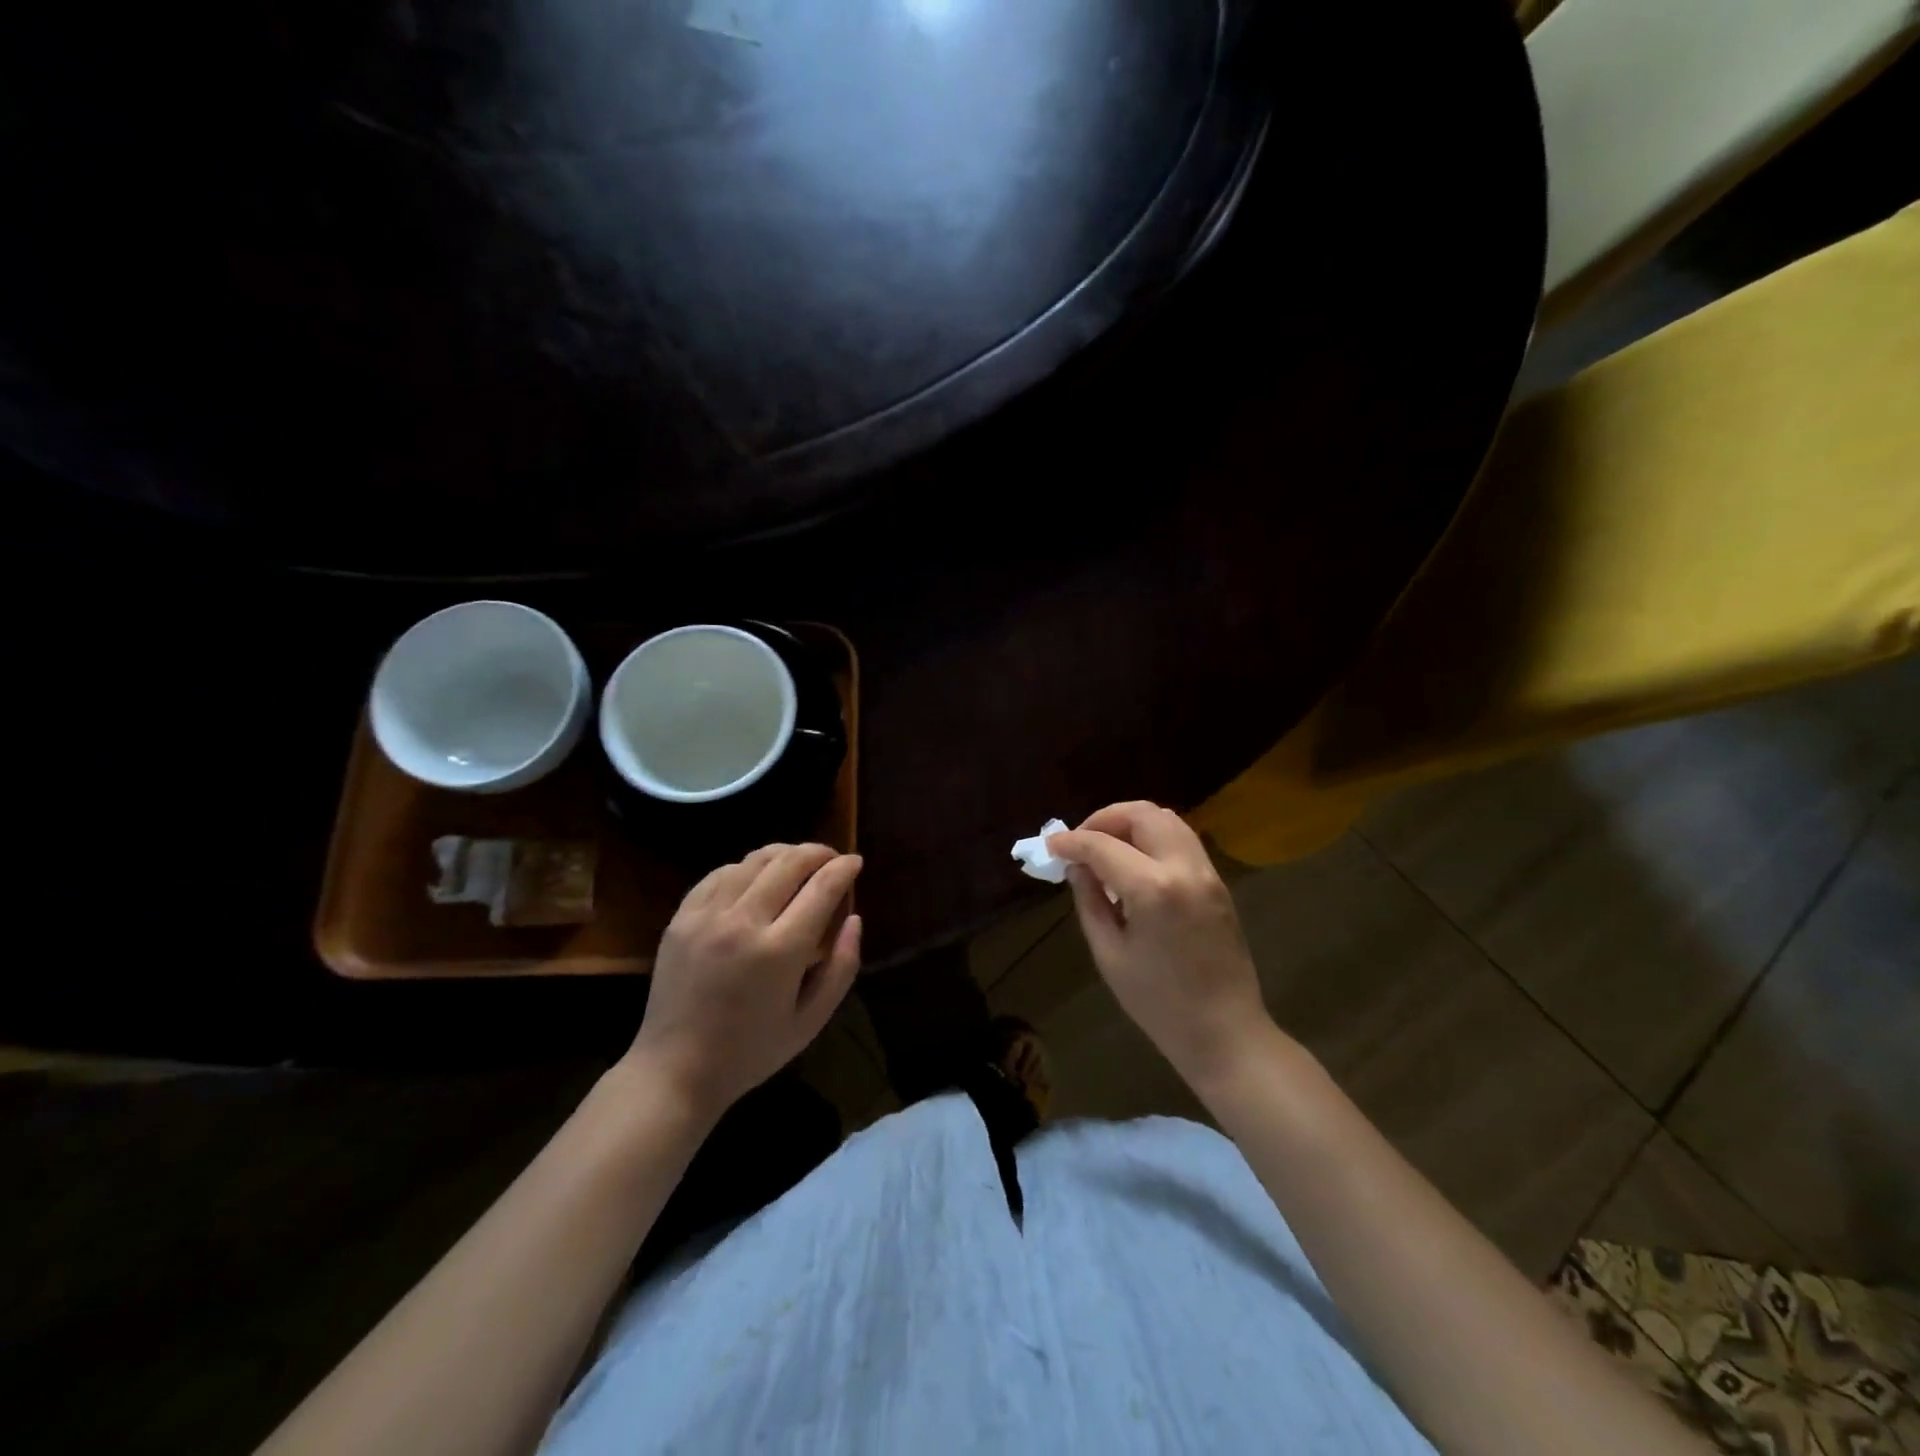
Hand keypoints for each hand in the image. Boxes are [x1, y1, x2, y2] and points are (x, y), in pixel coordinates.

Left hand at [629, 843, 862, 1121]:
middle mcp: (743, 923)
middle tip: (831, 858)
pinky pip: (720, 874)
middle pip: (788, 863)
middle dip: (817, 852)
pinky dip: (746, 867)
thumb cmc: (751, 1051)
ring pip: (753, 861)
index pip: (821, 888)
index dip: (844, 868)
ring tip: (798, 861)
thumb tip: (855, 919)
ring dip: (783, 853)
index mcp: (780, 951)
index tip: (855, 861)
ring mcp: (707, 916)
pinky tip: (756, 876)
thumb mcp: (811, 1021)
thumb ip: (842, 967)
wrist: (675, 1070)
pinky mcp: (682, 918)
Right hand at [1048, 803, 1273, 1091]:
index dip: (1071, 841)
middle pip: (1141, 814)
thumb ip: (1090, 901)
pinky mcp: (1218, 882)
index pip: (1102, 845)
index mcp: (1152, 889)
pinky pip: (1181, 840)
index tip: (1050, 846)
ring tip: (1106, 848)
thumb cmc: (1159, 1003)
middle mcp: (1184, 867)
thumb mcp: (1110, 954)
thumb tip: (1077, 867)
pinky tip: (1134, 863)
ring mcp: (1207, 872)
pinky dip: (1153, 837)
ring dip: (1131, 823)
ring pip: (1166, 819)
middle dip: (1104, 819)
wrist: (1226, 1032)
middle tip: (1081, 841)